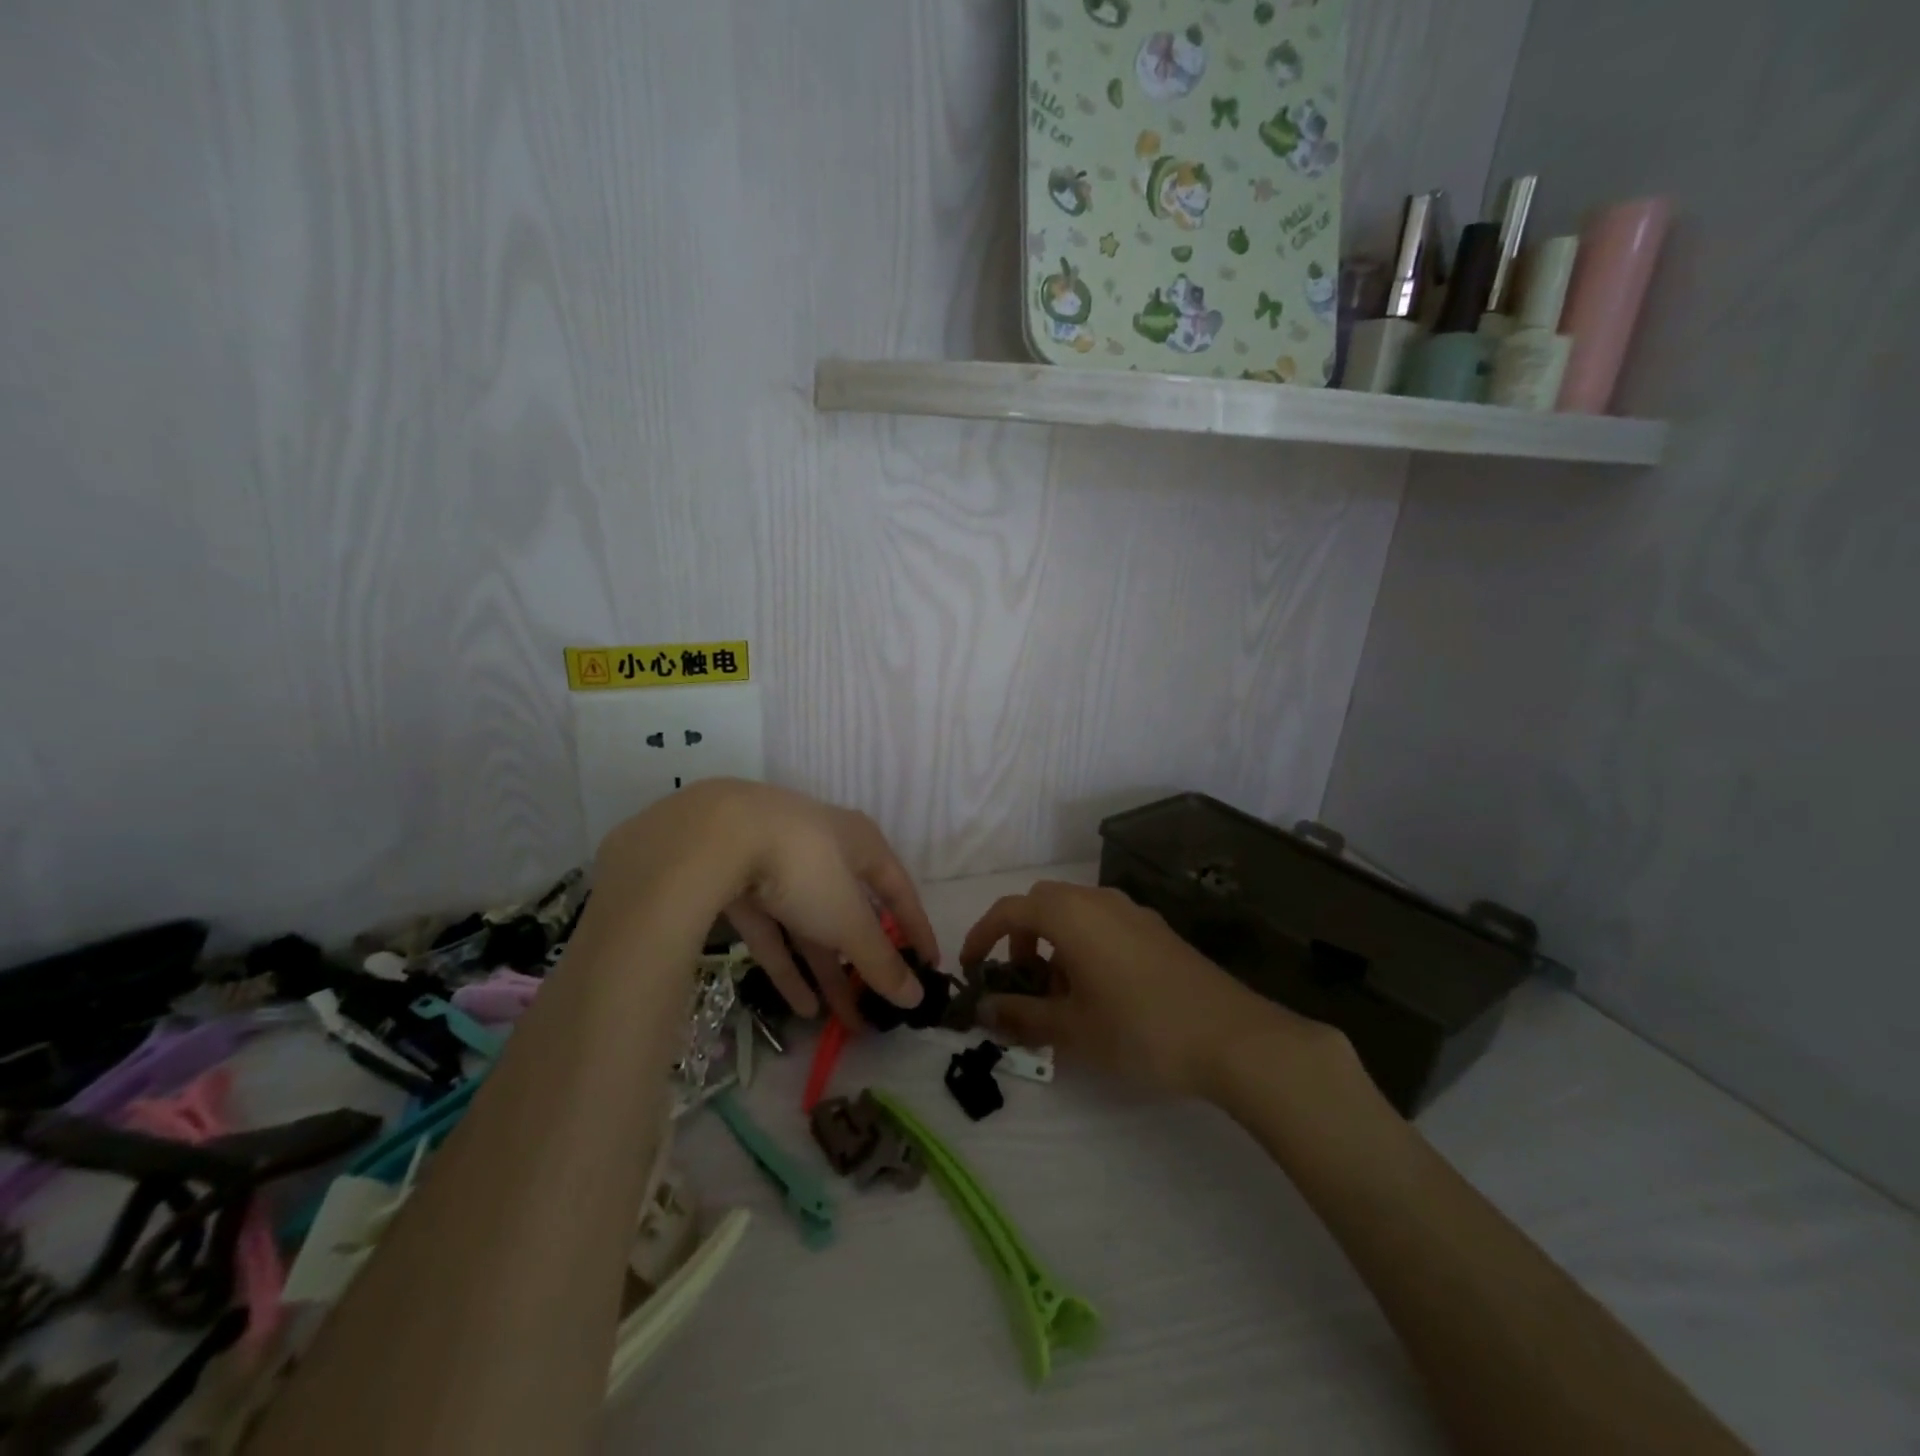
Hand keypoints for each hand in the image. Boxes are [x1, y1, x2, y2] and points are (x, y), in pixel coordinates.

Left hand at [595, 780, 936, 1023]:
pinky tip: (802, 1008)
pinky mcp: (741, 888)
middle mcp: (825, 851)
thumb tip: (916, 998)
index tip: (929, 968)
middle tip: (879, 1007)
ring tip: (843, 1021)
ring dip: (827, 972)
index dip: (915, 928)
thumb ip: (879, 959)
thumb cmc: (805, 866)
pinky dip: (789, 967)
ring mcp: (780, 868)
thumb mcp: (848, 917)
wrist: (716, 836)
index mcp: (861, 844)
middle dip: (864, 961)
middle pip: (852, 912)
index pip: (899, 890)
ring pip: (811, 927)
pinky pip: (774, 933)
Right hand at [958, 880, 1328, 1099]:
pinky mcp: (1156, 930)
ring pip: (1075, 914)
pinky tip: (1099, 993)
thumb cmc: (1139, 1029)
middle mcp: (1098, 900)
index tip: (970, 968)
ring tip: (1060, 996)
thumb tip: (982, 1009)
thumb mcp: (1071, 1029)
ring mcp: (1132, 912)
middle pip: (1042, 904)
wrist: (1232, 1037)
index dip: (981, 935)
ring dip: (1054, 944)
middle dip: (1020, 938)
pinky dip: (1084, 946)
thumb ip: (1020, 1015)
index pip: (1009, 910)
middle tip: (1020, 982)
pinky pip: (1104, 924)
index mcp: (1070, 914)